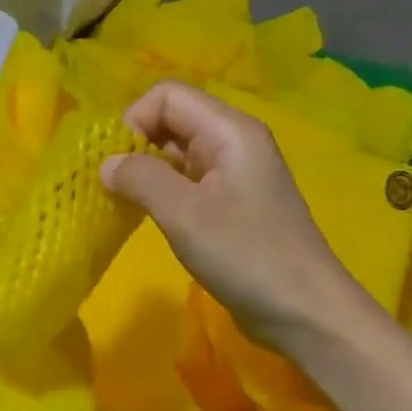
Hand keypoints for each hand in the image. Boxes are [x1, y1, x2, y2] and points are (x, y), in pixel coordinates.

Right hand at [99, 80, 368, 347]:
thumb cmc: (247, 257)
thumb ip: (140, 178)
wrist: (306, 313)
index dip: (133, 121)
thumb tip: (105, 164)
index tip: (118, 165)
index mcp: (230, 131)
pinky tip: (149, 218)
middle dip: (135, 146)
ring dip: (145, 172)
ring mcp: (233, 174)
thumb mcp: (185, 214)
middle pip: (170, 120)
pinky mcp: (230, 204)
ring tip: (125, 204)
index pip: (166, 96)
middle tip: (115, 187)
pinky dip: (160, 192)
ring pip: (174, 153)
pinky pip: (185, 181)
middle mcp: (233, 143)